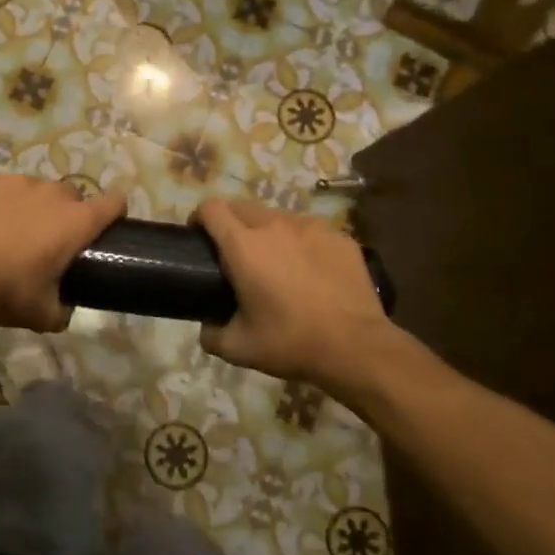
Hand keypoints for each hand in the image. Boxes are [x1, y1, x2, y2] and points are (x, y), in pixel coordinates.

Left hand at [0, 175, 126, 331]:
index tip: (105, 230)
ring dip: (34, 207)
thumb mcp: (44, 315)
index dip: (115, 213)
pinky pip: (5, 188)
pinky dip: (2, 202)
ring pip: (38, 190)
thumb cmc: (6, 293)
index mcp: (77, 222)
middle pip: (73, 196)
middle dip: (68, 215)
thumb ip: (63, 310)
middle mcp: (53, 193)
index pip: (115, 202)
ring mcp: (19, 182)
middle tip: (49, 243)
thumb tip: (64, 310)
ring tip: (13, 233)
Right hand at [192, 198, 397, 383]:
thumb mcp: (238, 348)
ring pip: (277, 216)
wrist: (356, 348)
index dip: (198, 219)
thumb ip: (211, 334)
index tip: (197, 237)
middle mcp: (274, 225)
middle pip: (241, 206)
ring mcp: (311, 227)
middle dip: (229, 221)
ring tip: (273, 261)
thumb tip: (207, 326)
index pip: (211, 209)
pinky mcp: (339, 237)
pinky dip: (299, 242)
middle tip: (232, 253)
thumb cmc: (290, 343)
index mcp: (243, 245)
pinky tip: (308, 270)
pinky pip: (309, 230)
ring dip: (265, 230)